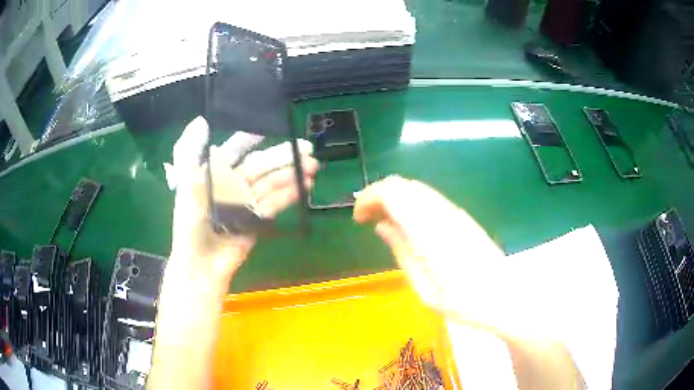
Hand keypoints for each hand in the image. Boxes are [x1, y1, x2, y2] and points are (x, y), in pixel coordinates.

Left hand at [168, 116, 317, 288]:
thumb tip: (200, 121)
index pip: (236, 149)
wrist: (201, 262)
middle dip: (283, 156)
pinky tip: (306, 185)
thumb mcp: (185, 183)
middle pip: (260, 165)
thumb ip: (189, 151)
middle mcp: (231, 184)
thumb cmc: (190, 221)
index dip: (253, 138)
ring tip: (314, 165)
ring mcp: (245, 201)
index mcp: (214, 173)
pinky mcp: (256, 219)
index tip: (272, 127)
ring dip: (292, 173)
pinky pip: (275, 203)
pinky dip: (290, 194)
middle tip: (308, 148)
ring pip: (271, 182)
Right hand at [353, 176, 503, 319]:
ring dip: (394, 197)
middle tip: (366, 218)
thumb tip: (381, 226)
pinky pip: (429, 198)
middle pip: (403, 184)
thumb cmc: (463, 301)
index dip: (369, 198)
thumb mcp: (424, 287)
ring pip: (416, 188)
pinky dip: (410, 203)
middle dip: (378, 195)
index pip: (392, 192)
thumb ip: (402, 251)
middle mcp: (441, 212)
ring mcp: (454, 212)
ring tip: (382, 220)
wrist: (504, 296)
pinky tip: (407, 224)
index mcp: (429, 230)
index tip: (358, 218)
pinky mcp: (462, 216)